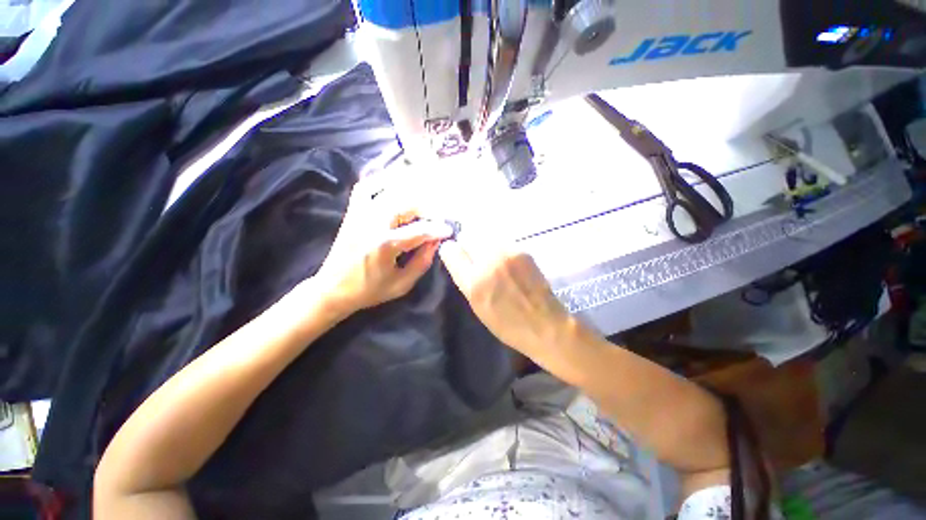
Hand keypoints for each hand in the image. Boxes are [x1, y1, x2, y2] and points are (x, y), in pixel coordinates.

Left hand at [315, 181, 453, 314]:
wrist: (332, 290)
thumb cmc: (369, 291)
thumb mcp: (402, 284)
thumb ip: (422, 262)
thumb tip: (436, 242)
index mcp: (385, 245)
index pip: (420, 230)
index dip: (438, 229)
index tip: (450, 230)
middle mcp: (372, 223)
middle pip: (407, 204)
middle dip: (427, 210)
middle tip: (437, 219)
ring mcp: (360, 214)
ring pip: (389, 191)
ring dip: (411, 194)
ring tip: (423, 204)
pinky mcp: (353, 212)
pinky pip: (366, 187)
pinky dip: (380, 180)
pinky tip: (394, 181)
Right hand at [438, 241, 576, 360]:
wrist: (545, 324)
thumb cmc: (507, 324)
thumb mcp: (477, 307)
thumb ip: (465, 280)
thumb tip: (457, 259)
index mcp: (474, 283)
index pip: (451, 251)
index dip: (450, 251)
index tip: (454, 255)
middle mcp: (489, 263)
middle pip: (468, 235)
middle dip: (466, 244)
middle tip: (472, 256)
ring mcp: (507, 254)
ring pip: (485, 235)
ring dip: (482, 244)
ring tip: (490, 259)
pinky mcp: (522, 250)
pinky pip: (501, 242)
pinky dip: (498, 248)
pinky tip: (505, 261)